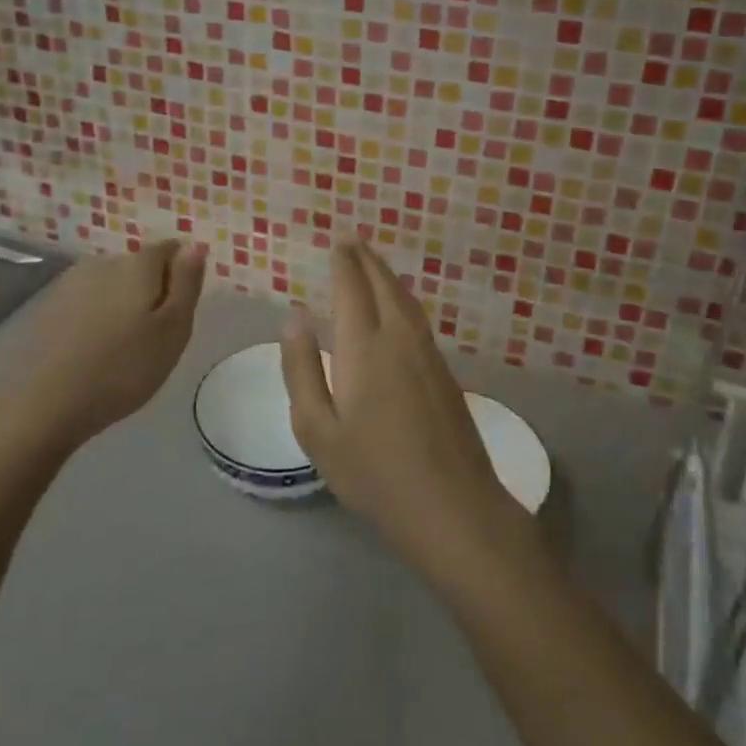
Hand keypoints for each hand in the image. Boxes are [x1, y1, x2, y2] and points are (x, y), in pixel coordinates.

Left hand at [11, 240, 207, 449]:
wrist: (47, 404)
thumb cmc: (124, 368)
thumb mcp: (173, 329)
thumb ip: (187, 282)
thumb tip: (196, 245)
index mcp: (138, 264)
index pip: (170, 250)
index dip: (180, 275)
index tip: (179, 310)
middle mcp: (104, 261)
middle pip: (139, 265)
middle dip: (151, 289)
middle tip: (154, 335)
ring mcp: (71, 282)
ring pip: (111, 282)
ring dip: (122, 303)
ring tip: (123, 344)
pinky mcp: (49, 306)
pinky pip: (87, 301)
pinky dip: (96, 316)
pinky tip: (94, 348)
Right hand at [281, 242, 518, 566]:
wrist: (451, 504)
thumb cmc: (372, 472)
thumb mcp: (317, 429)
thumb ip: (302, 368)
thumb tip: (295, 317)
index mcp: (364, 346)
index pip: (352, 288)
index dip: (345, 263)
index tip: (339, 241)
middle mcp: (399, 337)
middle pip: (383, 285)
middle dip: (367, 260)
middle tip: (353, 241)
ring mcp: (428, 352)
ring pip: (406, 299)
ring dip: (387, 275)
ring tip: (373, 264)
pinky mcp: (444, 371)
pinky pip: (418, 317)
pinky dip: (403, 298)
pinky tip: (399, 307)